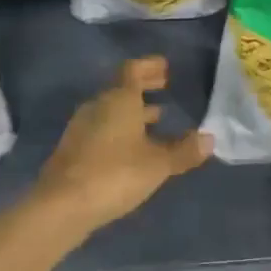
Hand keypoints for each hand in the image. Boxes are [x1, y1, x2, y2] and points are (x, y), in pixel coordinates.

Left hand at [33, 57, 211, 233]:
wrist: (62, 205)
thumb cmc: (115, 174)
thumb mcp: (157, 165)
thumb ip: (183, 151)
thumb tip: (209, 139)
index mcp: (118, 100)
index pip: (133, 70)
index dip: (149, 66)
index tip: (165, 66)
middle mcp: (97, 107)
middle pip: (121, 89)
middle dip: (144, 87)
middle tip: (164, 87)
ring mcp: (81, 128)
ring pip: (111, 111)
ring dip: (133, 111)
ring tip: (156, 118)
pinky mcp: (73, 149)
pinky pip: (102, 129)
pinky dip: (120, 130)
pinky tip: (132, 148)